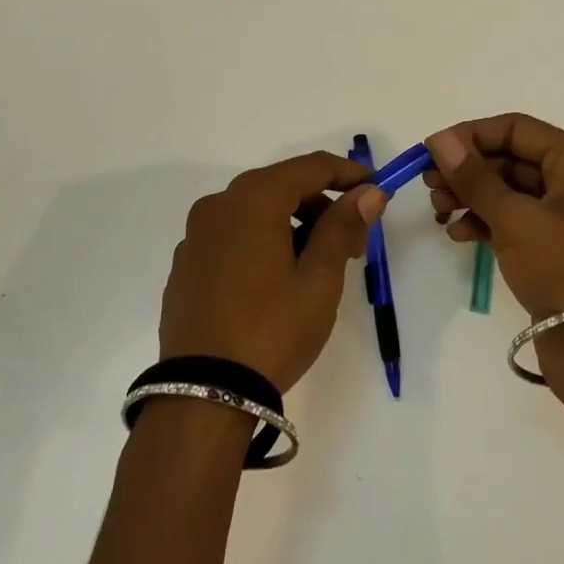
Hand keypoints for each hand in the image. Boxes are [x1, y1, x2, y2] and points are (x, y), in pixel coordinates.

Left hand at [160, 152, 387, 392]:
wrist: (202, 396)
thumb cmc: (271, 330)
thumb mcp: (319, 279)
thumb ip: (343, 226)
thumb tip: (367, 192)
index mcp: (252, 199)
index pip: (310, 167)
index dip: (348, 174)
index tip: (377, 191)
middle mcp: (218, 205)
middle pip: (282, 187)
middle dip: (322, 206)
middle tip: (355, 243)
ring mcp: (196, 235)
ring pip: (256, 212)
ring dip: (293, 226)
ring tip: (319, 266)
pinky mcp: (186, 265)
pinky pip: (233, 237)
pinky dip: (262, 242)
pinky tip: (278, 281)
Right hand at [424, 113, 563, 322]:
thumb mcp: (515, 218)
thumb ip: (474, 177)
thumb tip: (439, 139)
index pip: (516, 128)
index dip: (471, 135)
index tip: (431, 151)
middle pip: (510, 158)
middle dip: (467, 169)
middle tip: (428, 185)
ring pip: (507, 191)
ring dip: (470, 196)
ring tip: (438, 211)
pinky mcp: (553, 249)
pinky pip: (512, 220)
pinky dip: (484, 222)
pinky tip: (458, 234)